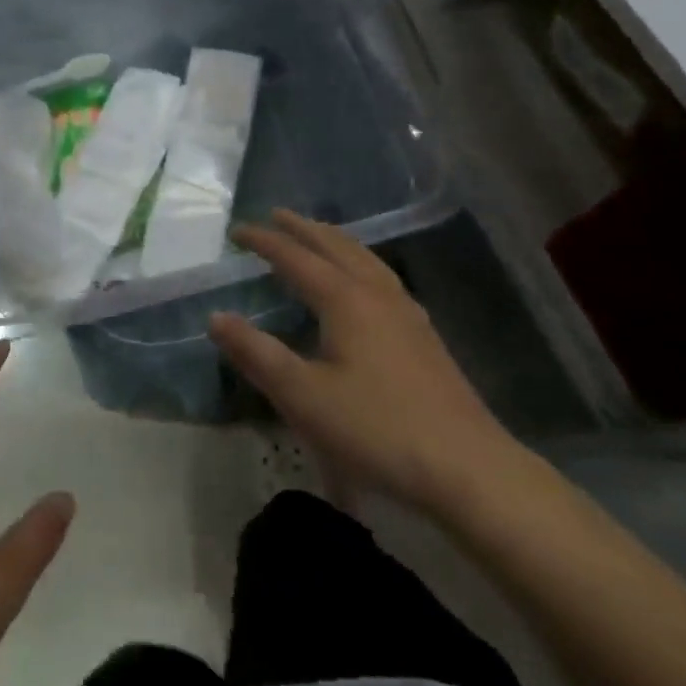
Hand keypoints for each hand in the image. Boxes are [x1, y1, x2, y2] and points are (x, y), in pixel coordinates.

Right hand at [210, 210, 520, 513]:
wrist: (469, 470)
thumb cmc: (378, 429)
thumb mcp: (303, 396)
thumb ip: (256, 354)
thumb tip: (216, 317)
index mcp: (346, 300)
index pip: (296, 258)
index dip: (265, 242)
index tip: (237, 231)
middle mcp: (377, 295)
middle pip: (337, 247)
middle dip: (304, 229)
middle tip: (277, 215)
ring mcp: (408, 314)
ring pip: (366, 260)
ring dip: (336, 242)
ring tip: (318, 236)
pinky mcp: (424, 338)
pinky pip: (383, 279)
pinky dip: (360, 264)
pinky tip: (365, 285)